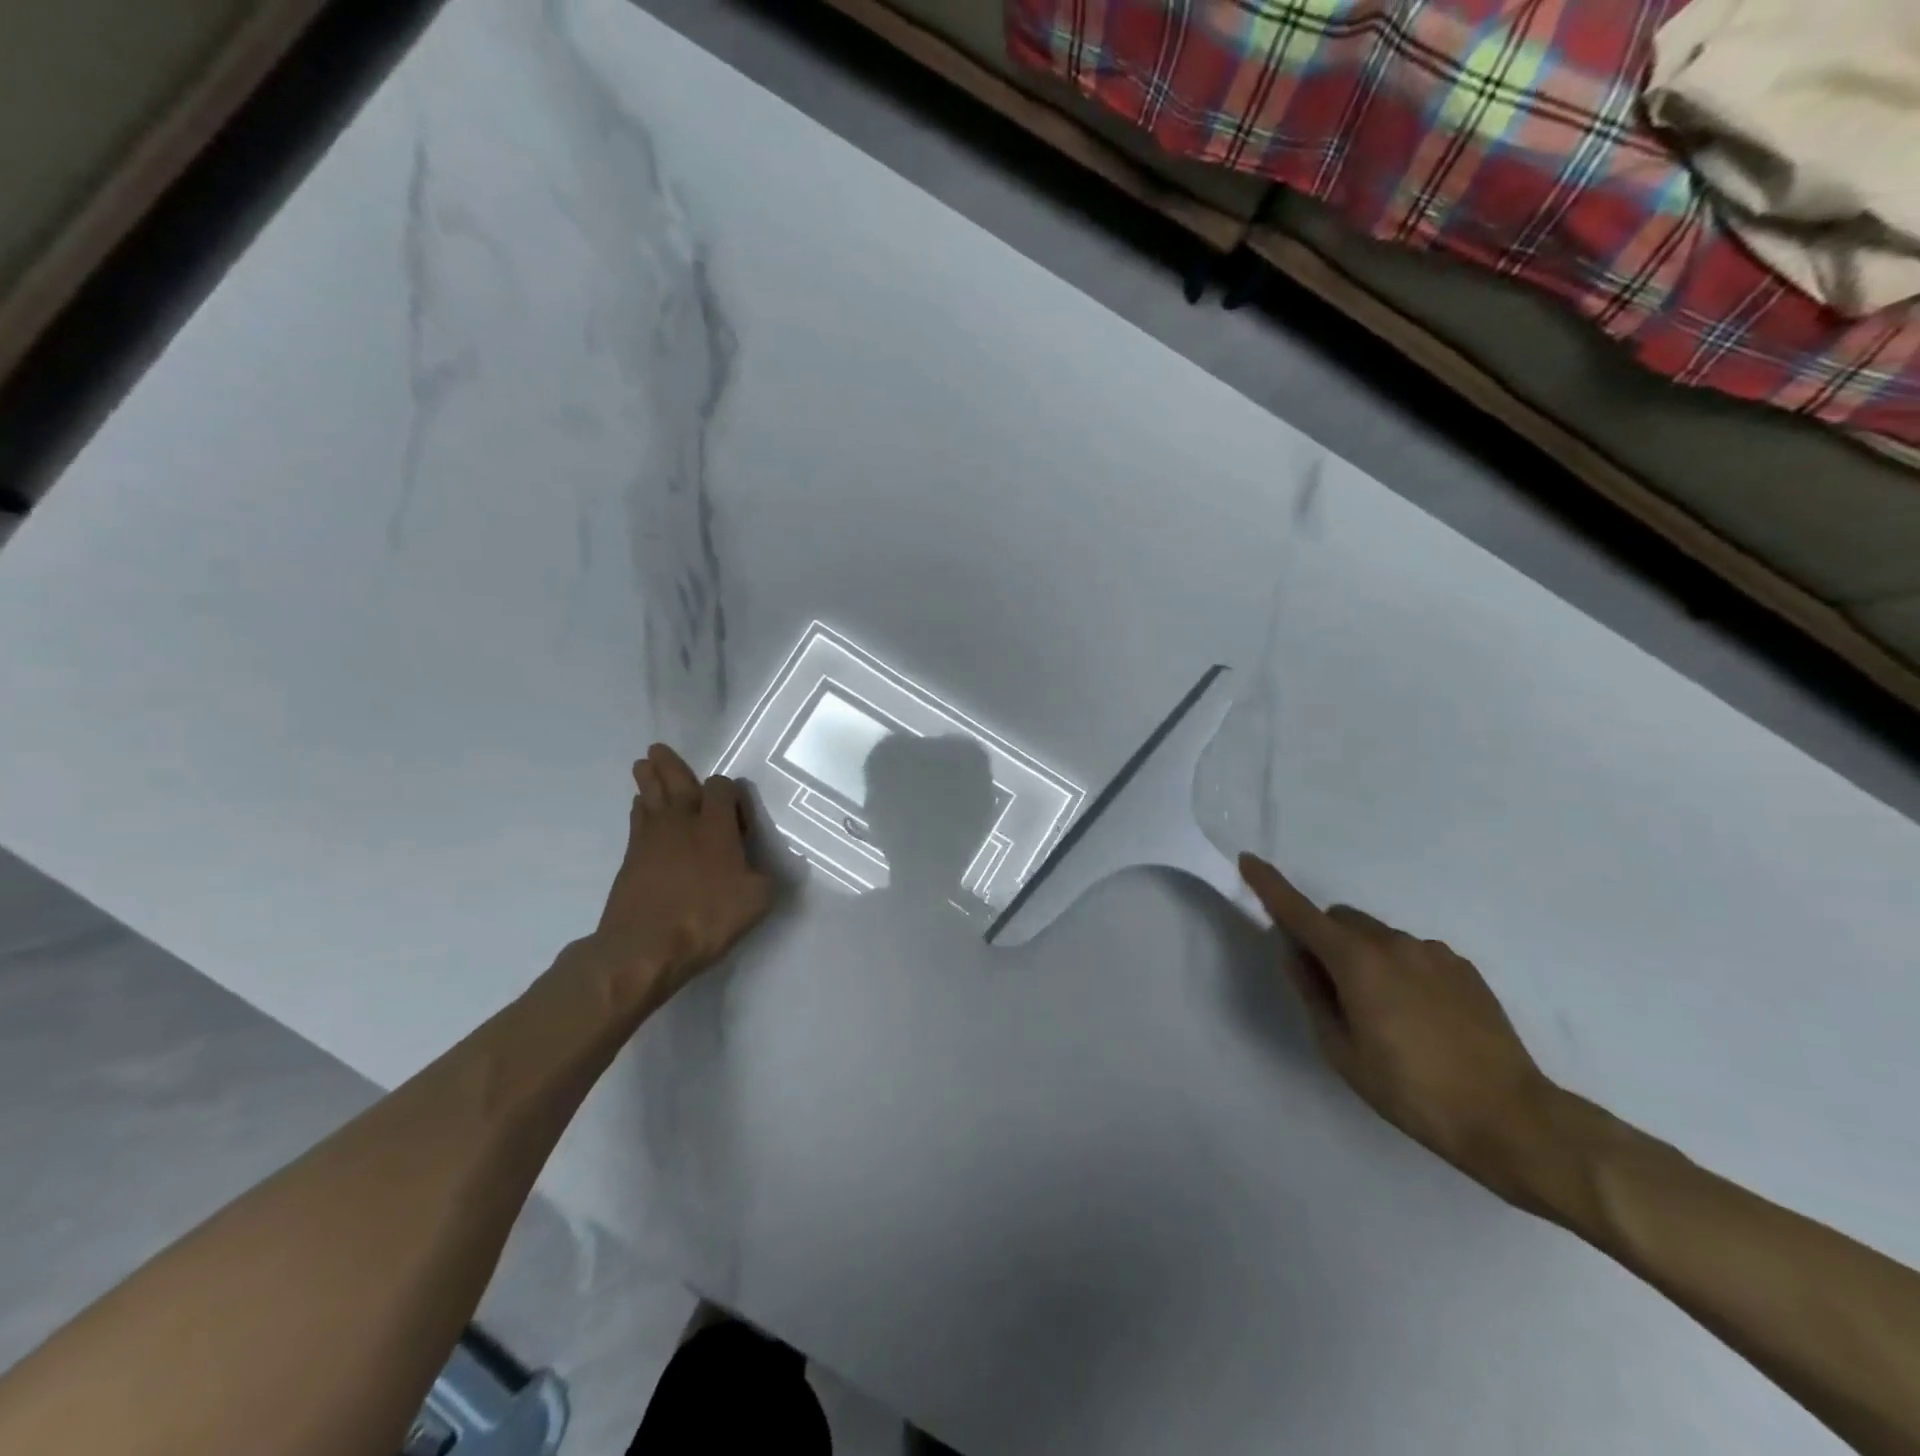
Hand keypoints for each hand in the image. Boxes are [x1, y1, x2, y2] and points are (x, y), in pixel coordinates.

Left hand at [586, 744, 775, 1004]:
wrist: (644, 946)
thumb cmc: (706, 918)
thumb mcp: (757, 900)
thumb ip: (764, 875)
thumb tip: (763, 866)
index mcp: (716, 826)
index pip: (721, 789)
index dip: (728, 790)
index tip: (735, 804)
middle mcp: (683, 822)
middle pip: (675, 783)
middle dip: (669, 766)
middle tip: (656, 749)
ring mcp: (652, 839)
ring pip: (650, 798)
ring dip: (648, 780)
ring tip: (643, 765)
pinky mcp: (631, 859)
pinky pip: (637, 822)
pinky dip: (640, 810)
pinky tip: (640, 808)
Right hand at [1239, 853, 1562, 1210]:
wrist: (1511, 1118)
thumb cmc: (1411, 1090)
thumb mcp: (1342, 1051)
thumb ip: (1312, 994)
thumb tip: (1297, 955)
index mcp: (1356, 961)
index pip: (1300, 913)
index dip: (1270, 886)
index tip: (1249, 861)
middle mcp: (1393, 943)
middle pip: (1341, 920)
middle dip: (1325, 939)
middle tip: (1331, 990)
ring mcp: (1433, 953)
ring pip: (1378, 938)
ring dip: (1364, 958)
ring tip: (1385, 1015)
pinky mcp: (1463, 968)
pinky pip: (1413, 954)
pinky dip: (1400, 970)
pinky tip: (1420, 1018)